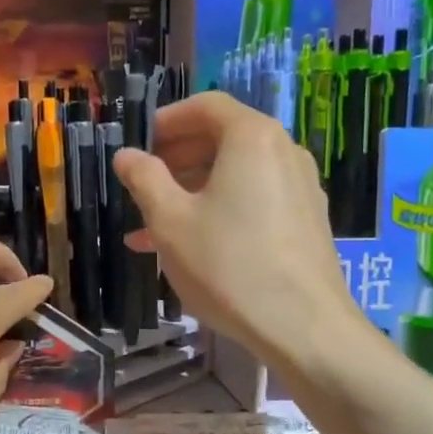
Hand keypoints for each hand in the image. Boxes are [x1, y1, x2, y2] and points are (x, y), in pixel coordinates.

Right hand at [114, 92, 358, 373]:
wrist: (303, 327)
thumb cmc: (228, 265)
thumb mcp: (170, 221)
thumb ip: (144, 179)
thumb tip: (126, 155)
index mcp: (252, 138)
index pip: (206, 106)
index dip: (167, 120)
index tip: (139, 143)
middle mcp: (284, 151)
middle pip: (223, 138)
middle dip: (177, 157)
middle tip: (142, 182)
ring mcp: (300, 188)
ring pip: (236, 174)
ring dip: (192, 190)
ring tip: (153, 224)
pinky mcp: (306, 221)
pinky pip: (254, 200)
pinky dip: (220, 209)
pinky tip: (190, 245)